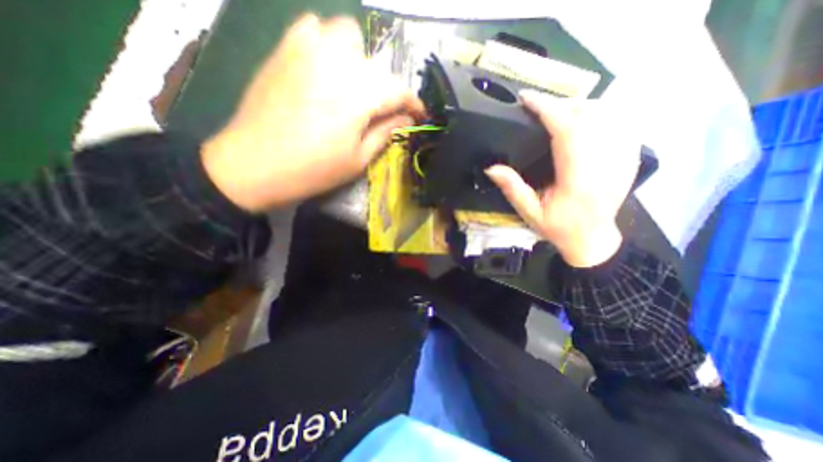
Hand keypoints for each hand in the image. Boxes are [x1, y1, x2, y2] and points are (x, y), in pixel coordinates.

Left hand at [202, 13, 427, 211]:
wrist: (254, 164)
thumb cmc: (312, 170)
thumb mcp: (357, 160)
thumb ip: (385, 133)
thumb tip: (407, 119)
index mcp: (358, 97)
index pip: (399, 89)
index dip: (414, 102)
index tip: (420, 114)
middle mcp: (337, 64)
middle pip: (378, 66)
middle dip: (388, 89)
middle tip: (383, 112)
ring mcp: (307, 51)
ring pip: (349, 35)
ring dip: (360, 60)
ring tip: (355, 85)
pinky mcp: (285, 50)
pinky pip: (313, 27)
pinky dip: (326, 42)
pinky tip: (325, 66)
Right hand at [484, 88, 639, 266]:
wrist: (592, 239)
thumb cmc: (558, 228)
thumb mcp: (529, 213)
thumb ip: (512, 189)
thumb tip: (491, 167)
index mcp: (578, 179)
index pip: (567, 131)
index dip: (547, 109)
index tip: (527, 98)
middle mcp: (605, 164)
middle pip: (588, 114)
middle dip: (560, 104)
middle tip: (537, 109)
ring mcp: (622, 158)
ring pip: (607, 113)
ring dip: (578, 106)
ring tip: (556, 114)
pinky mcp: (630, 157)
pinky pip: (620, 121)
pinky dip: (599, 113)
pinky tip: (582, 121)